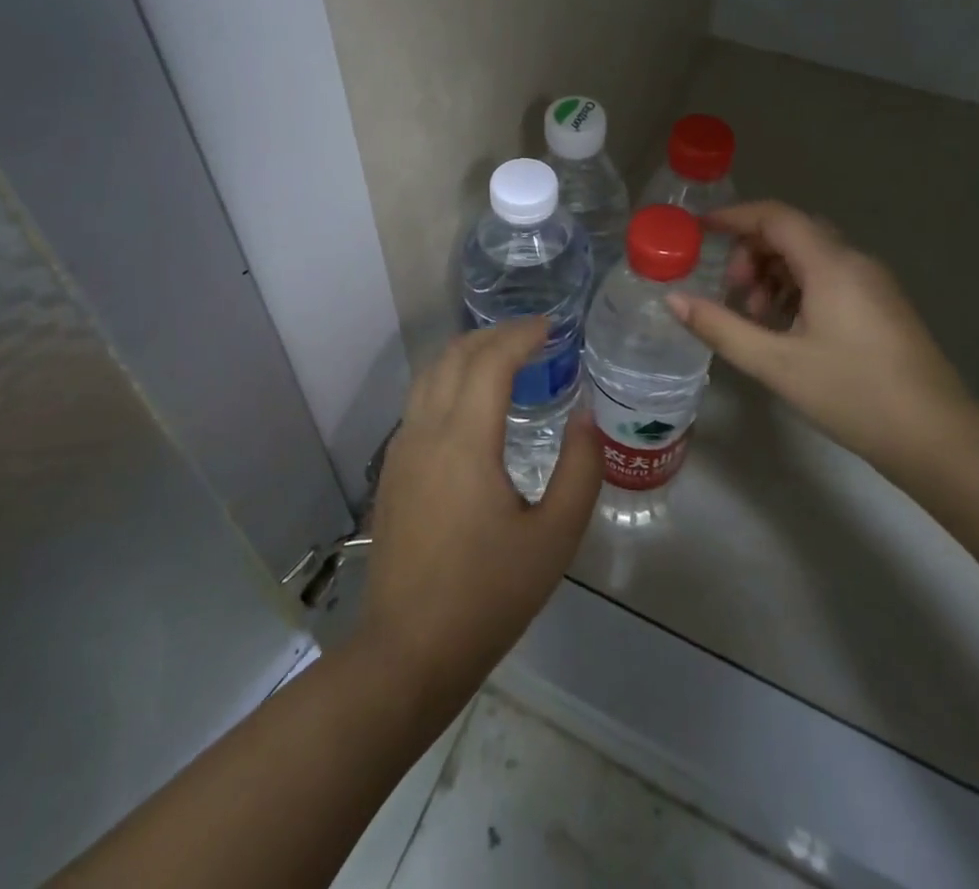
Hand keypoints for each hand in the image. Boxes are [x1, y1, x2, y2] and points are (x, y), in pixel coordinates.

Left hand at [357, 320, 601, 705]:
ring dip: (468, 352)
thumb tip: (585, 417)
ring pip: (430, 373)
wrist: (408, 651)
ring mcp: (402, 448)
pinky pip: (420, 399)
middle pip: (454, 355)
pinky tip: (473, 401)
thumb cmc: (488, 595)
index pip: (490, 361)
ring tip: (506, 357)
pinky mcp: (393, 468)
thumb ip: (578, 469)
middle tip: (534, 336)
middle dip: (494, 335)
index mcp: (464, 441)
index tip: (553, 327)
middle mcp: (426, 431)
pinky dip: (449, 378)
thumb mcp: (554, 538)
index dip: (522, 335)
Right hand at [665, 201, 976, 479]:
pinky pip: (829, 277)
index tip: (699, 230)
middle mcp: (855, 261)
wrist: (937, 439)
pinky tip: (786, 329)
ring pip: (811, 256)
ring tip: (756, 318)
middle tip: (732, 292)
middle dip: (752, 252)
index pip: (775, 216)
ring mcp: (873, 283)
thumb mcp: (776, 363)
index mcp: (831, 265)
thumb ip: (720, 327)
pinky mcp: (882, 306)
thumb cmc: (852, 395)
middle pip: (792, 233)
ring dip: (774, 274)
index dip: (734, 216)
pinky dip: (797, 289)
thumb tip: (673, 300)